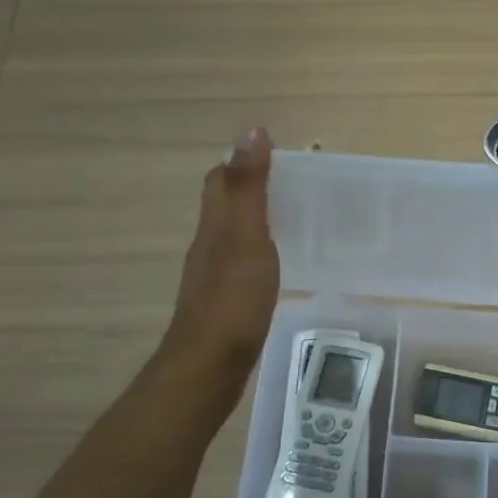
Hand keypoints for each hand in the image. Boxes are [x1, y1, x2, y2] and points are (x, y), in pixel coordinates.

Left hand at [162, 127, 280, 375]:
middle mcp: (209, 245)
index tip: (272, 151)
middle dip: (247, 187)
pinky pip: (240, 262)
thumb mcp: (246, 237)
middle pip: (223, 205)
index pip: (220, 181)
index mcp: (214, 225)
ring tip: (288, 214)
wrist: (210, 366)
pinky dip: (257, 250)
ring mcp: (214, 275)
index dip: (240, 161)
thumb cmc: (232, 299)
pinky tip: (275, 262)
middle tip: (287, 181)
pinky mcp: (224, 301)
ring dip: (252, 218)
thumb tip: (250, 130)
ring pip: (231, 234)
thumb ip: (249, 187)